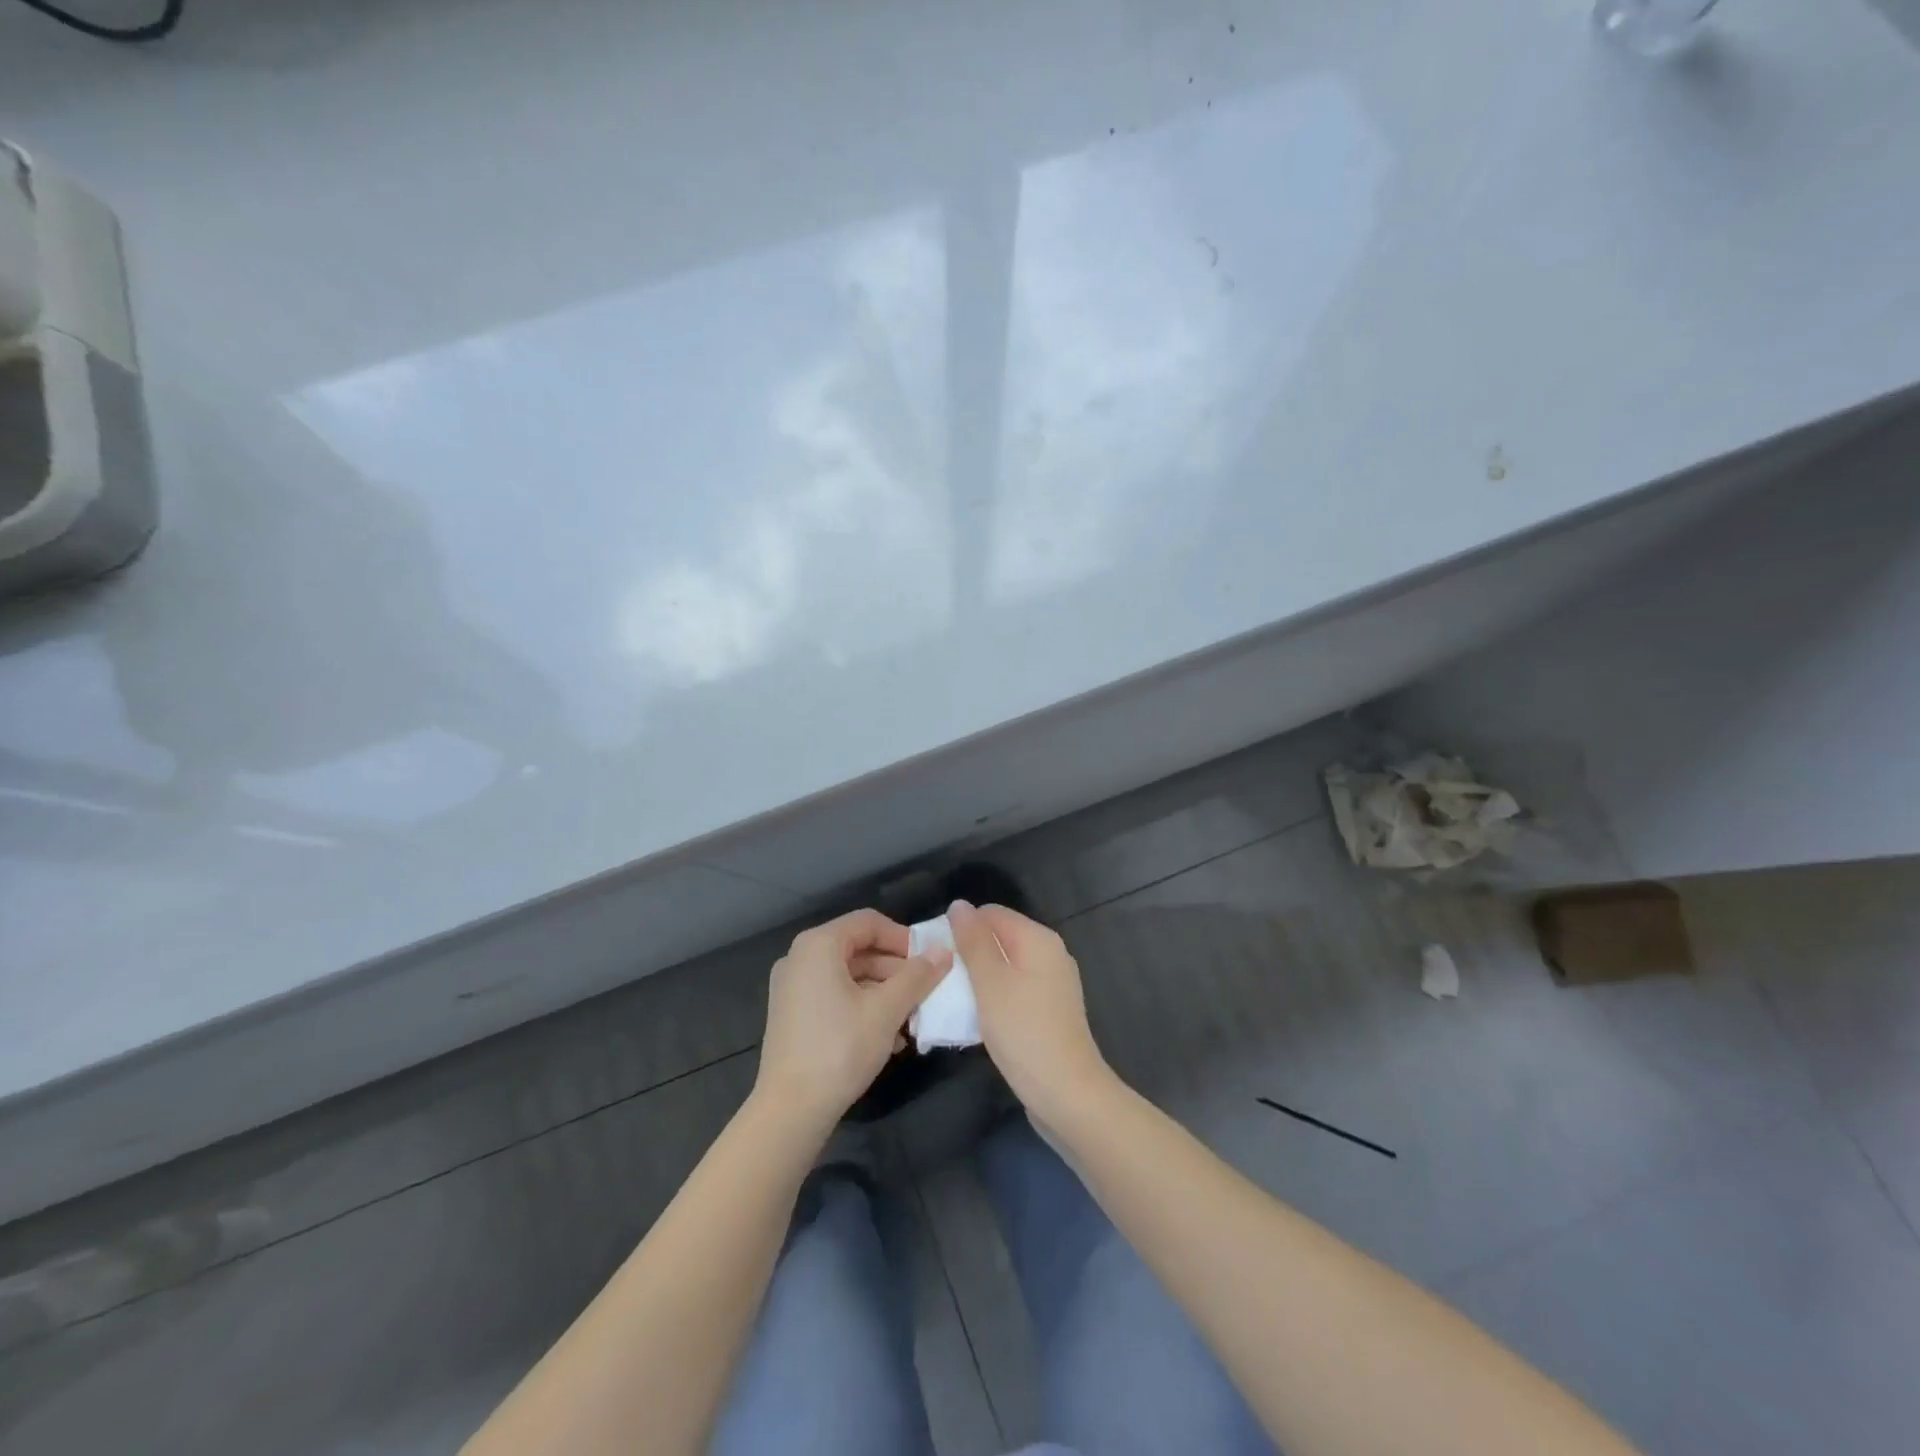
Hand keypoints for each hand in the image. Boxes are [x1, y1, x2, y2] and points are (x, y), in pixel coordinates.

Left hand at [755, 909, 952, 1130]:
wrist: (790, 1111)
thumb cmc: (840, 1049)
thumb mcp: (887, 1010)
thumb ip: (917, 976)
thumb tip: (943, 951)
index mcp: (818, 945)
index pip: (869, 922)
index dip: (903, 937)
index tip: (929, 960)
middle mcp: (800, 957)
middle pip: (859, 948)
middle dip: (896, 969)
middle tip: (925, 991)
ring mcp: (792, 987)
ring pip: (849, 975)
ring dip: (884, 991)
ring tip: (912, 1019)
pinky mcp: (792, 1014)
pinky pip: (834, 995)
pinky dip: (863, 1006)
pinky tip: (889, 1037)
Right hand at [946, 899, 1114, 1119]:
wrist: (1067, 1094)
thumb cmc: (1024, 1032)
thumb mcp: (990, 982)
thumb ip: (973, 941)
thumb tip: (959, 905)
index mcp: (1038, 939)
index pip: (990, 914)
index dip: (961, 929)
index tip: (939, 958)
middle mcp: (1050, 954)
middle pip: (999, 939)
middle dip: (968, 955)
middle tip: (942, 982)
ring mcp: (1052, 984)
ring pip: (1004, 967)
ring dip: (978, 980)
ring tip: (954, 1001)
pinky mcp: (1049, 1010)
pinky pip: (1014, 990)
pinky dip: (994, 998)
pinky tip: (978, 1019)